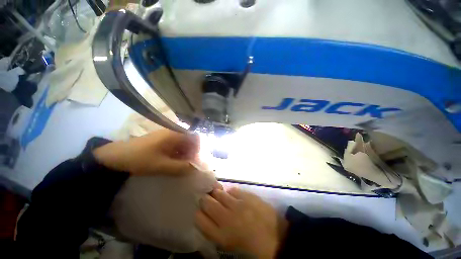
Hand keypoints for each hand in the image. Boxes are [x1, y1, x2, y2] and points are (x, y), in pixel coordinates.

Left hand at [93, 129, 199, 175]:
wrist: (115, 157)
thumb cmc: (140, 159)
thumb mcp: (162, 166)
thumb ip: (181, 167)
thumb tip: (195, 169)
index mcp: (174, 135)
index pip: (194, 138)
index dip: (198, 149)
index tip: (195, 161)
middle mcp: (172, 133)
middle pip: (188, 141)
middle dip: (191, 153)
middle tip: (188, 166)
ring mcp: (165, 137)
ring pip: (181, 144)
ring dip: (184, 155)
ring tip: (181, 166)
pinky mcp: (160, 142)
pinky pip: (174, 147)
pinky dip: (177, 154)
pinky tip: (172, 163)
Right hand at [195, 188, 287, 258]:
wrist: (277, 238)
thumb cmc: (252, 246)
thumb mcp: (230, 243)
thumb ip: (216, 229)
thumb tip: (208, 216)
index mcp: (221, 235)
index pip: (199, 219)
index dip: (198, 213)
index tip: (200, 211)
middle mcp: (226, 217)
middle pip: (206, 202)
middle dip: (205, 199)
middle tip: (208, 199)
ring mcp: (238, 204)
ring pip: (218, 192)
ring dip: (216, 193)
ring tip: (219, 195)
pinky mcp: (247, 195)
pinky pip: (233, 189)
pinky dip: (230, 192)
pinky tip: (233, 196)